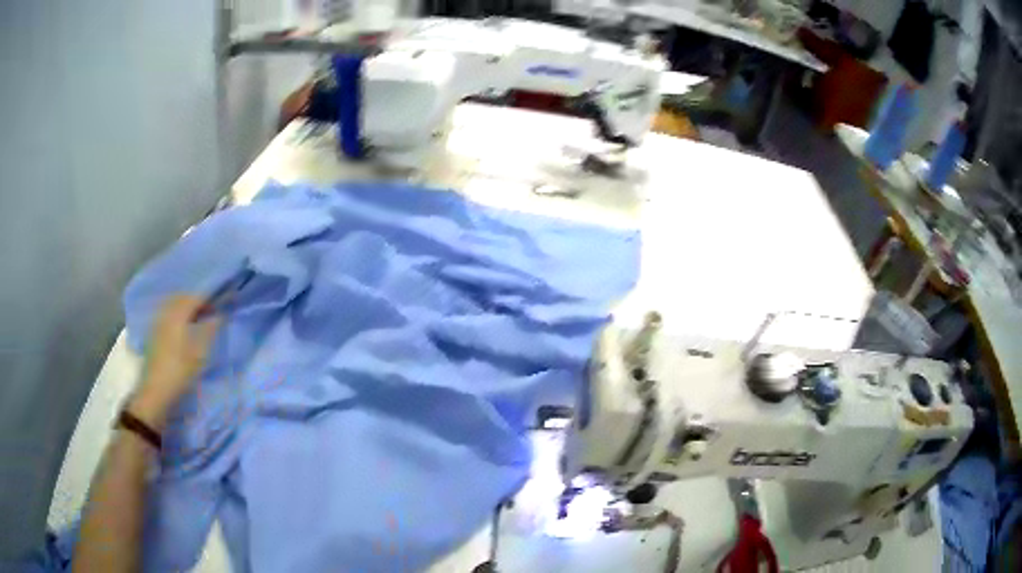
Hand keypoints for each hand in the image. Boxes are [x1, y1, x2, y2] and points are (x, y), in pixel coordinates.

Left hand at [129, 295, 220, 428]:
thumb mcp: (199, 354)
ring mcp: (158, 323)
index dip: (208, 299)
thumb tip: (219, 316)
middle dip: (196, 301)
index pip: (194, 298)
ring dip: (186, 308)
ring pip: (173, 305)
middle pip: (182, 298)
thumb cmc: (180, 372)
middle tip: (209, 312)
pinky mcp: (154, 333)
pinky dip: (177, 315)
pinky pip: (167, 314)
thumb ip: (209, 331)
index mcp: (177, 315)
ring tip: (197, 320)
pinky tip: (183, 328)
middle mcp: (166, 314)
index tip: (219, 305)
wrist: (156, 391)